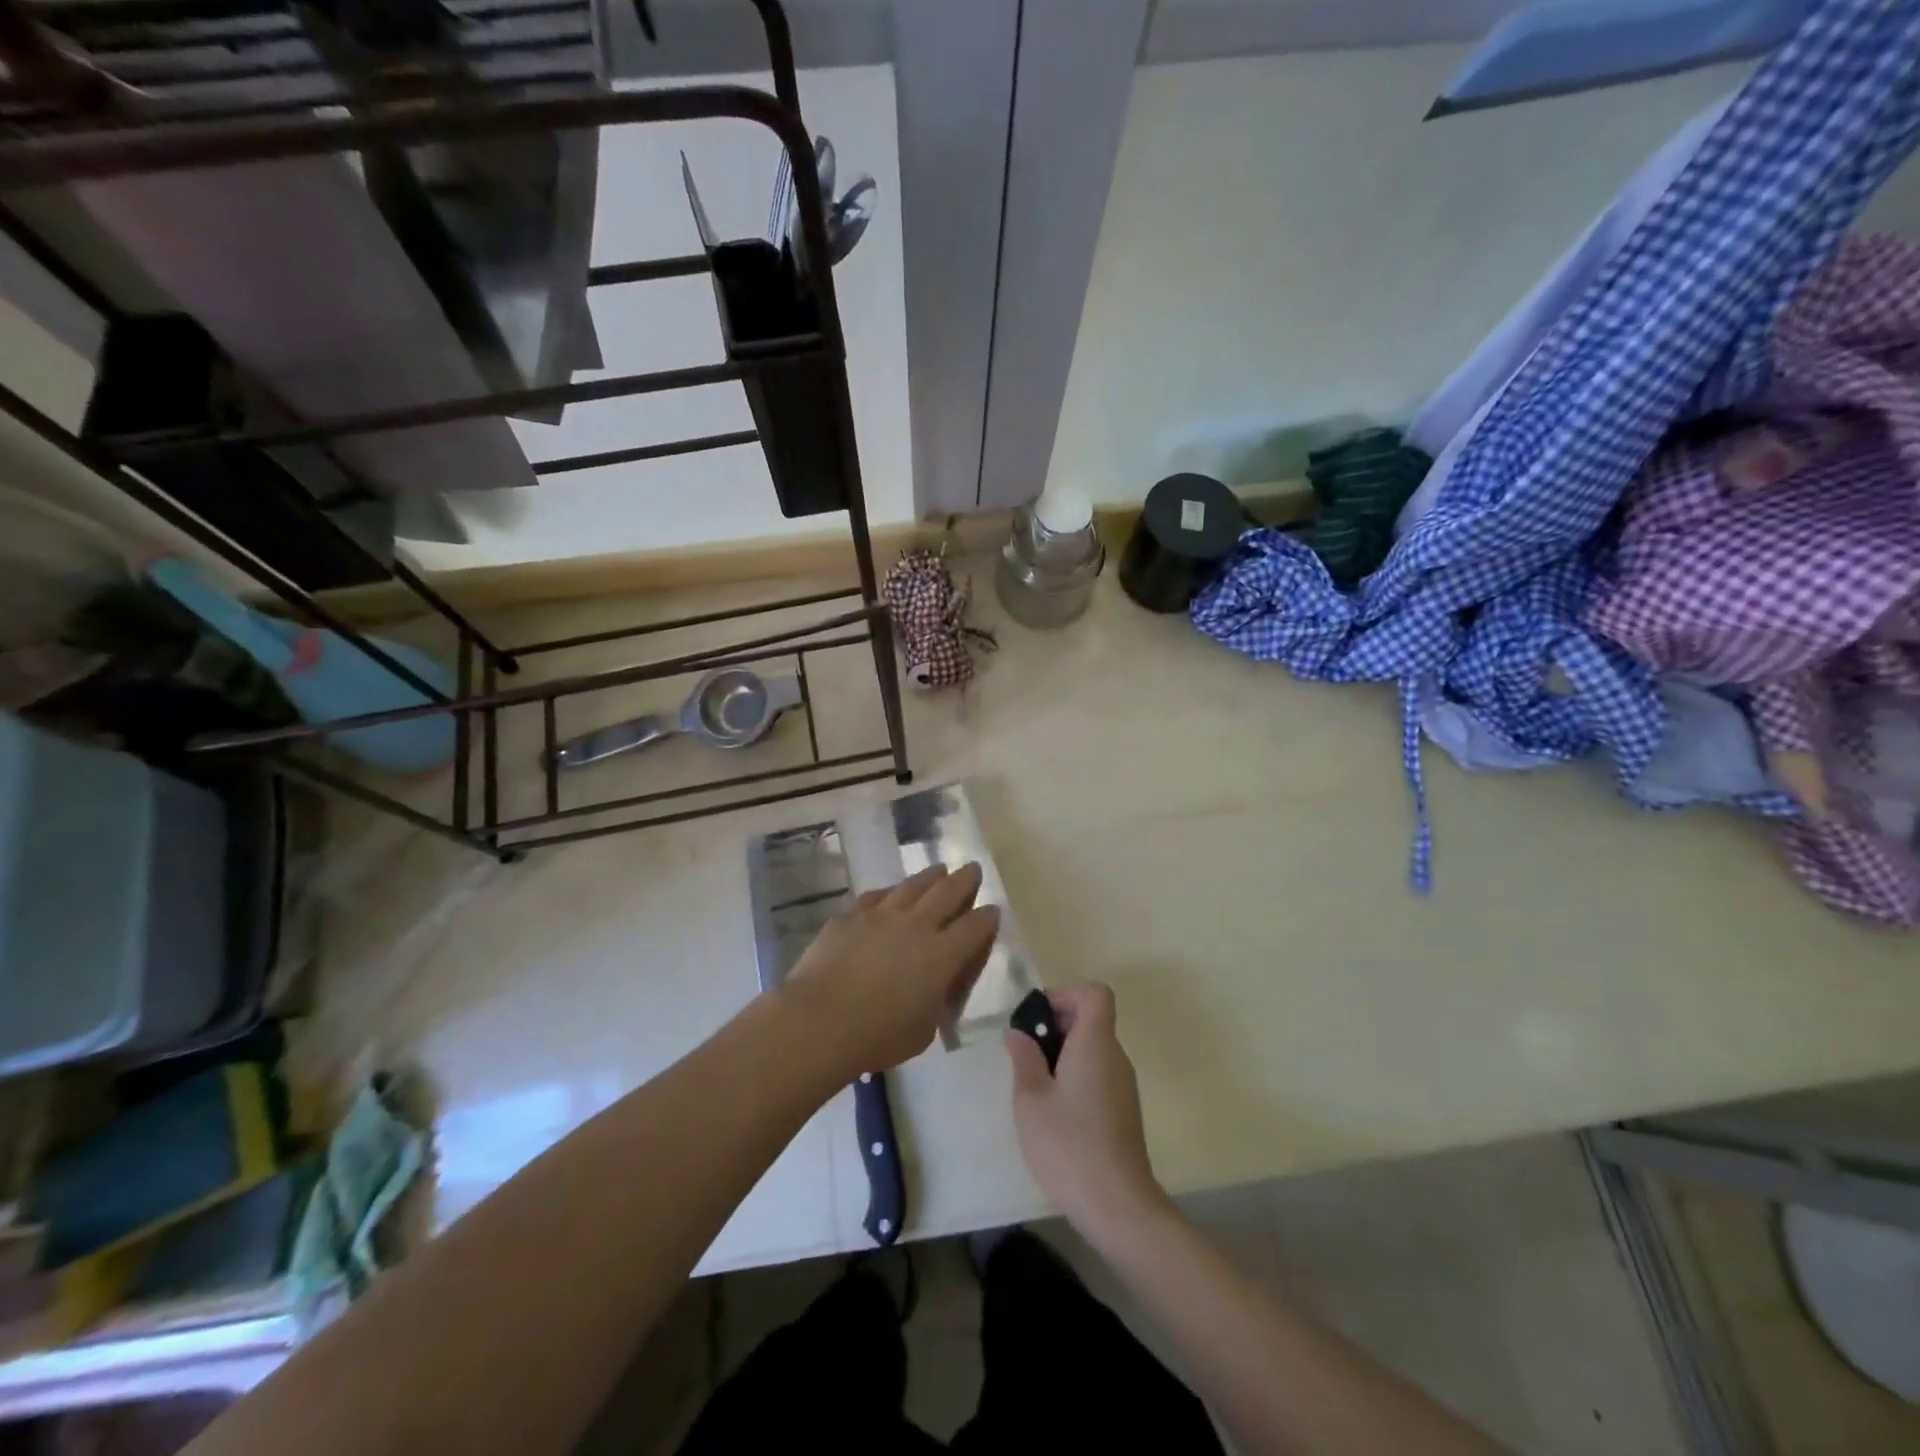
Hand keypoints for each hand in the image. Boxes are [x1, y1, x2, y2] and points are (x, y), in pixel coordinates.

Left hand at [781, 862, 999, 1078]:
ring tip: (939, 870)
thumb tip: (937, 986)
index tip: (992, 911)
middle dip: (965, 880)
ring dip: (931, 876)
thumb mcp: (924, 1030)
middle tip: (973, 869)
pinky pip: (877, 895)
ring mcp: (882, 914)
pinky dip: (891, 892)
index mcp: (942, 955)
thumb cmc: (877, 1036)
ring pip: (913, 885)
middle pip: (948, 892)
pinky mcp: (852, 914)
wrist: (819, 1020)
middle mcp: (917, 925)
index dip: (987, 917)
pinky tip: (892, 892)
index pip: (975, 927)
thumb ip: (937, 1001)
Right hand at [1006, 983, 1170, 1246]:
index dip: (1065, 994)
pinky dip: (1075, 1075)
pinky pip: (1098, 1073)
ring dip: (1063, 1053)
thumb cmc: (1069, 1145)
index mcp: (1095, 1044)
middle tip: (1025, 1052)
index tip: (1037, 1018)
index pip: (1095, 993)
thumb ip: (1024, 1058)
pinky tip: (1054, 1111)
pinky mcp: (1124, 1110)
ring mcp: (1123, 1085)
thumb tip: (1019, 1032)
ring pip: (1093, 1048)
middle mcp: (1115, 1057)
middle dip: (1056, 1025)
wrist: (1118, 1206)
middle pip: (1092, 1019)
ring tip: (1033, 1085)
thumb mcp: (1031, 1099)